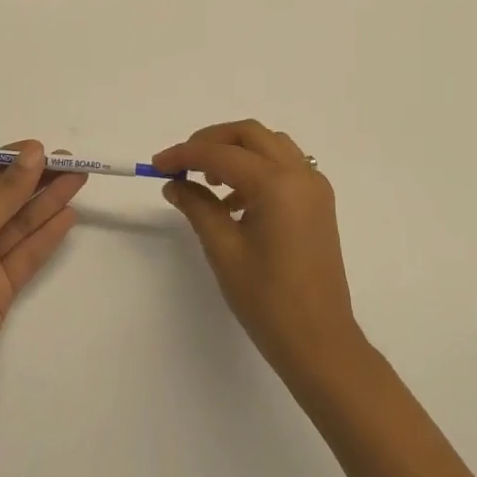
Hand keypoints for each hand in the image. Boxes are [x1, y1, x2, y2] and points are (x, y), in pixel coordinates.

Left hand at [0, 141, 83, 397]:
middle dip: (36, 179)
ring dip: (47, 201)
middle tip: (73, 162)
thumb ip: (5, 191)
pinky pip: (26, 253)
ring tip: (79, 180)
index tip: (44, 149)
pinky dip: (47, 235)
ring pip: (20, 223)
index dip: (12, 160)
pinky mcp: (0, 286)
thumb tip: (35, 152)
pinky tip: (68, 216)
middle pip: (5, 196)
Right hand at [153, 120, 366, 383]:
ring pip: (270, 145)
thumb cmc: (268, 300)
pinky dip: (257, 168)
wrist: (320, 342)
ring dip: (236, 151)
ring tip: (208, 182)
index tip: (156, 164)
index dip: (185, 154)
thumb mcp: (224, 250)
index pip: (222, 153)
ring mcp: (314, 187)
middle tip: (182, 163)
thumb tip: (174, 183)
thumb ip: (198, 207)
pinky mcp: (319, 202)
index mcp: (278, 184)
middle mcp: (301, 174)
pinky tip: (234, 201)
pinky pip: (285, 166)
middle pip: (250, 134)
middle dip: (212, 141)